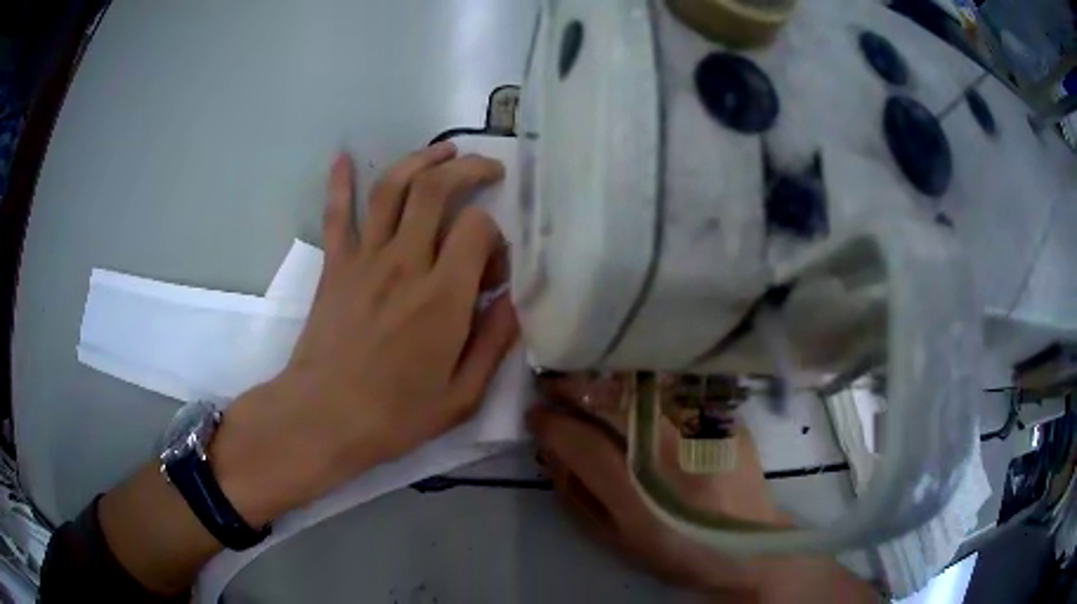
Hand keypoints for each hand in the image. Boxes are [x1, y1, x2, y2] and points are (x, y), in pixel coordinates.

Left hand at [95, 144, 519, 595]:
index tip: (491, 269)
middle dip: (467, 169)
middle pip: (436, 190)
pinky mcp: (335, 266)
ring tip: (443, 151)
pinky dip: (338, 181)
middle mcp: (405, 263)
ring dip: (419, 160)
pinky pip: (336, 214)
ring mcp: (364, 259)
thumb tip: (512, 303)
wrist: (323, 419)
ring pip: (392, 188)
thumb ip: (494, 344)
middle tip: (487, 168)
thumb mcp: (462, 397)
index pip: (477, 228)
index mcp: (442, 297)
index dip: (494, 238)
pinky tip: (342, 155)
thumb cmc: (394, 415)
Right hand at [529, 376, 875, 600]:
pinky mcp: (723, 416)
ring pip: (641, 384)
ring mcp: (701, 428)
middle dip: (571, 386)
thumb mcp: (618, 540)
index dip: (549, 424)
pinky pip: (675, 383)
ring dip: (604, 374)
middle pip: (610, 402)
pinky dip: (643, 376)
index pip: (580, 442)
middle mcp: (669, 453)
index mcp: (638, 493)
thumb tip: (551, 454)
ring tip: (583, 374)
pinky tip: (629, 377)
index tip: (534, 415)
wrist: (750, 545)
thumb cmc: (679, 551)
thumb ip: (579, 497)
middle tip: (550, 382)